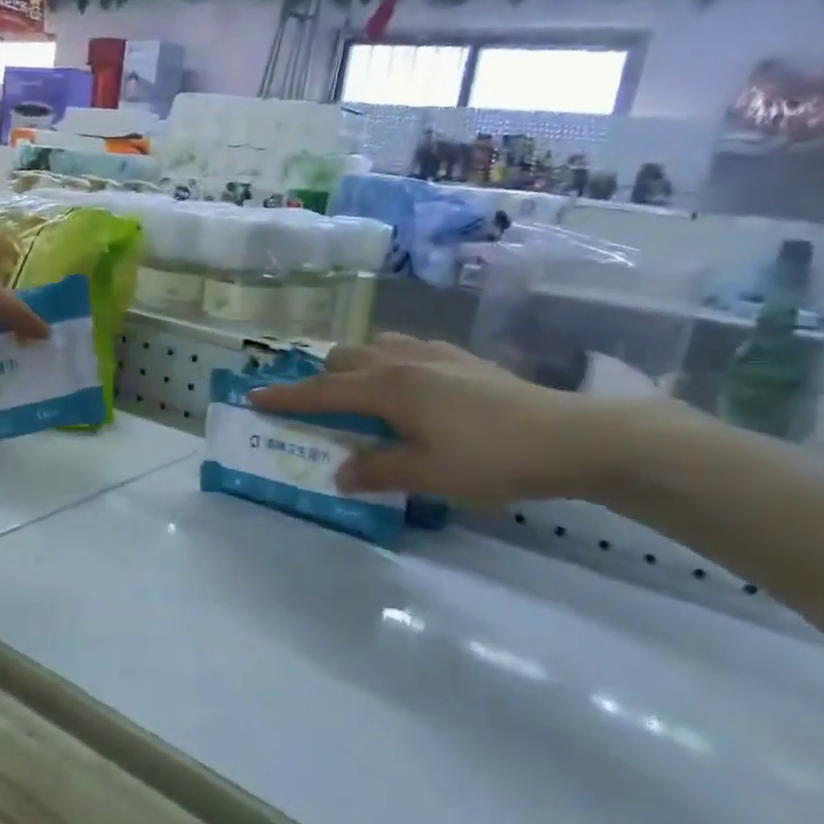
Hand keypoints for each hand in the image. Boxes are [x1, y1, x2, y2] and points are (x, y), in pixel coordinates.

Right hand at [247, 334, 613, 505]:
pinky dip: (390, 366)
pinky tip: (411, 392)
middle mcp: (403, 361)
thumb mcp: (425, 475)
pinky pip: (408, 351)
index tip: (253, 397)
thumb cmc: (488, 458)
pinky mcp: (463, 359)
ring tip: (362, 399)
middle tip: (318, 410)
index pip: (322, 392)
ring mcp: (435, 355)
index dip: (285, 397)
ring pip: (376, 348)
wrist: (570, 436)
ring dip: (356, 368)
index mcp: (387, 387)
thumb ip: (376, 471)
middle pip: (344, 358)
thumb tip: (339, 473)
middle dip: (321, 379)